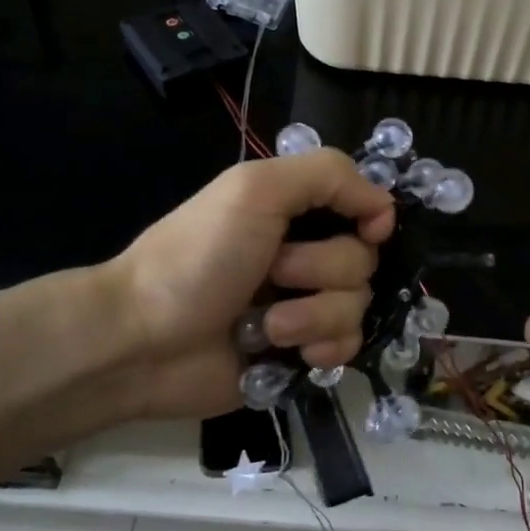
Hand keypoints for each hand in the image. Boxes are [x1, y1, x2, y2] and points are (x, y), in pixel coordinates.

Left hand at [104, 151, 395, 420]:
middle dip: (321, 270)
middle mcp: (306, 254)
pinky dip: (323, 349)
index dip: (373, 219)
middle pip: (364, 260)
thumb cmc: (197, 257)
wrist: (143, 341)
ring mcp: (305, 305)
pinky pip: (348, 347)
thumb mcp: (255, 189)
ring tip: (267, 325)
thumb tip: (385, 207)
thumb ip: (327, 176)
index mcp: (295, 211)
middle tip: (273, 275)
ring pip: (358, 306)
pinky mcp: (302, 352)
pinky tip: (293, 354)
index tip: (366, 231)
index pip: (366, 206)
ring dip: (314, 315)